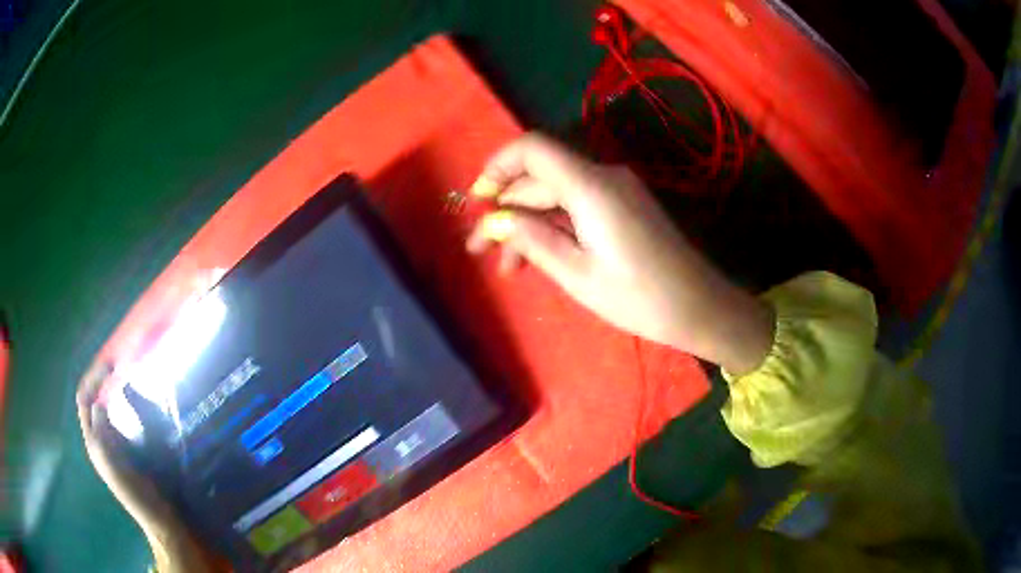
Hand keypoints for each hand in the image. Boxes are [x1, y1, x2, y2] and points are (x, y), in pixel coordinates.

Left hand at [77, 364, 219, 571]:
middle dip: (103, 379)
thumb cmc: (138, 494)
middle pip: (94, 399)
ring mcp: (116, 444)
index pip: (85, 399)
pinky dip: (127, 404)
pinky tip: (139, 402)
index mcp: (95, 442)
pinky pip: (123, 418)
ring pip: (108, 406)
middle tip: (121, 364)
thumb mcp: (114, 465)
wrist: (162, 520)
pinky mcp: (131, 449)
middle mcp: (101, 439)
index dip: (94, 378)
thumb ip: (101, 435)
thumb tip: (98, 403)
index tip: (112, 363)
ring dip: (115, 390)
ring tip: (129, 376)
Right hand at [466, 133, 772, 374]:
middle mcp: (603, 177)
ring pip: (556, 195)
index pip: (533, 148)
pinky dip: (553, 226)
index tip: (477, 201)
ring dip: (528, 224)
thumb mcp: (577, 274)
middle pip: (540, 177)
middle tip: (479, 250)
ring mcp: (615, 190)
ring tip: (507, 268)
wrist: (698, 307)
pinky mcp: (622, 206)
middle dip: (506, 210)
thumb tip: (495, 220)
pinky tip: (537, 257)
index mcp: (591, 187)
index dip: (498, 166)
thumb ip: (532, 239)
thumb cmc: (639, 297)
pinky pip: (577, 206)